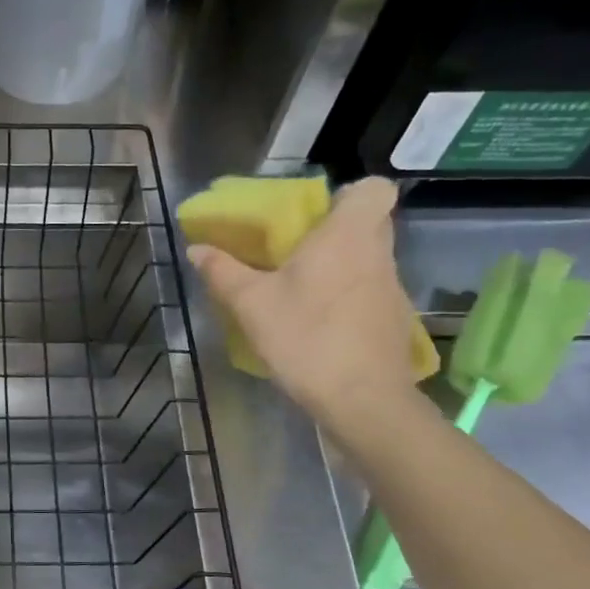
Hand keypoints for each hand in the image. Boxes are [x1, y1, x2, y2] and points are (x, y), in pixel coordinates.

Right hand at [189, 177, 416, 425]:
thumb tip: (196, 248)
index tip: (315, 215)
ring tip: (301, 291)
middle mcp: (378, 254)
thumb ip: (223, 272)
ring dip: (341, 267)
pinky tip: (319, 324)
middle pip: (371, 223)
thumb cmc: (306, 338)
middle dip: (337, 230)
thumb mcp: (251, 304)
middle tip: (298, 250)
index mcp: (347, 235)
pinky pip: (370, 293)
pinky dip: (348, 298)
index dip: (347, 195)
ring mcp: (392, 289)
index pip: (374, 189)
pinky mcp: (393, 321)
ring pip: (369, 260)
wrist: (362, 400)